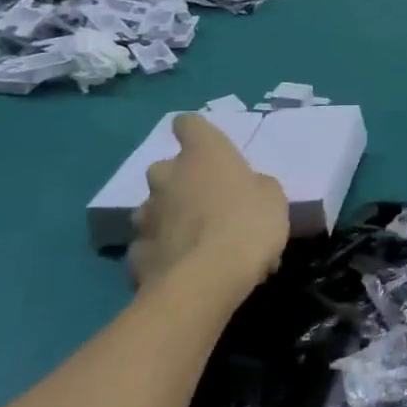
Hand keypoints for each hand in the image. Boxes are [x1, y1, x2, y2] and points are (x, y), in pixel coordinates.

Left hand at [130, 115, 287, 293]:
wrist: (205, 281)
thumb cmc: (248, 224)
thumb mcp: (273, 198)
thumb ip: (255, 186)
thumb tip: (246, 190)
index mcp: (203, 154)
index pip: (189, 124)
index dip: (196, 133)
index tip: (207, 146)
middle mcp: (167, 177)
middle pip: (166, 168)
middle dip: (181, 182)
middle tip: (207, 203)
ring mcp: (145, 216)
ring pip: (154, 208)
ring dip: (169, 218)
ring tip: (195, 242)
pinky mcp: (134, 254)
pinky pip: (150, 246)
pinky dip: (163, 253)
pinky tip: (182, 269)